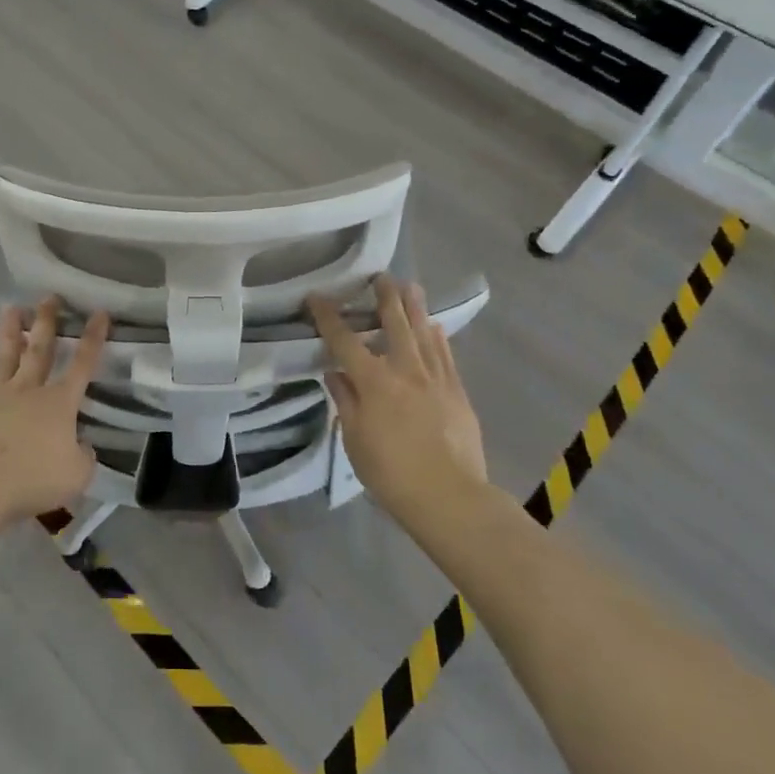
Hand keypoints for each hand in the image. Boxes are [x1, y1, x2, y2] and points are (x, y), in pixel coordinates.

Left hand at [0, 297, 107, 528]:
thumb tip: (81, 447)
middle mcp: (27, 392)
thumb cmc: (34, 478)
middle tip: (49, 297)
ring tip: (10, 308)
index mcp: (59, 403)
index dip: (94, 338)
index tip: (99, 312)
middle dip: (47, 322)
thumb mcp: (76, 475)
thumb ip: (83, 457)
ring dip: (8, 334)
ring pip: (3, 360)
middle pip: (39, 351)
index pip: (83, 364)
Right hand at [310, 277, 486, 515]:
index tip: (317, 297)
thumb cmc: (391, 472)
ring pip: (424, 333)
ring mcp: (435, 379)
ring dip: (415, 307)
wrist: (449, 496)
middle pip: (394, 324)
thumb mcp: (354, 439)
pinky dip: (438, 337)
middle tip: (381, 276)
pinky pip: (446, 356)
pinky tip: (435, 327)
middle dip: (385, 297)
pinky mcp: (457, 392)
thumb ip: (345, 401)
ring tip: (411, 286)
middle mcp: (405, 370)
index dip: (328, 316)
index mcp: (373, 381)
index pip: (344, 340)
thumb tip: (335, 373)